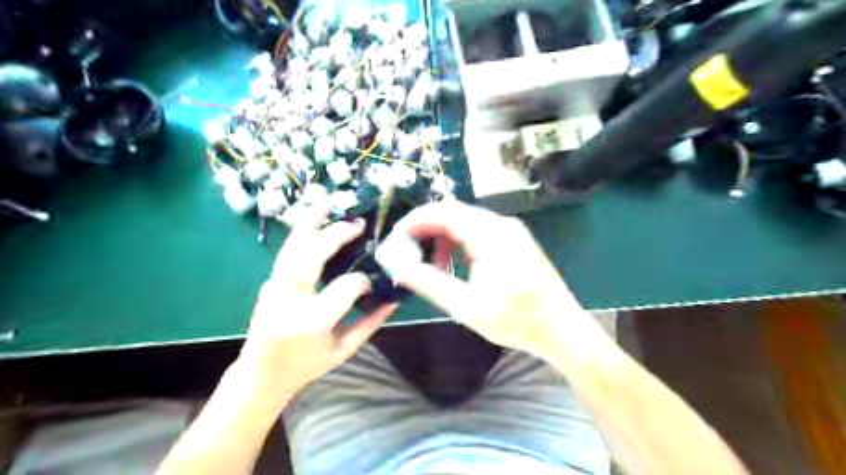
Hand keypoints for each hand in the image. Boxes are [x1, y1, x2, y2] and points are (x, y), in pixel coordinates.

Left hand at [236, 200, 394, 407]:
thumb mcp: (344, 351)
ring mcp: (274, 289)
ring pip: (292, 249)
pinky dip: (300, 232)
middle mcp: (289, 301)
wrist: (260, 374)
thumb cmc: (305, 365)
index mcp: (312, 323)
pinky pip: (287, 252)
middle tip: (357, 225)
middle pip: (310, 258)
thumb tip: (393, 299)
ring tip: (328, 202)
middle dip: (335, 236)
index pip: (343, 289)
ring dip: (311, 223)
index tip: (373, 281)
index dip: (363, 281)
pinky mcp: (269, 282)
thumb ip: (370, 323)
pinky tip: (313, 218)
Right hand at [388, 200, 590, 359]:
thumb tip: (400, 268)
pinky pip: (479, 232)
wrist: (563, 329)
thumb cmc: (517, 320)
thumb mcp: (466, 306)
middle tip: (410, 255)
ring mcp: (511, 231)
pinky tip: (457, 267)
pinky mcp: (515, 241)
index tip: (396, 238)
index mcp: (490, 234)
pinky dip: (461, 245)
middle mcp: (501, 224)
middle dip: (427, 231)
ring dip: (444, 240)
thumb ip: (429, 283)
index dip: (415, 221)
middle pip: (453, 213)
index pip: (443, 212)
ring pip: (466, 223)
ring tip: (435, 269)